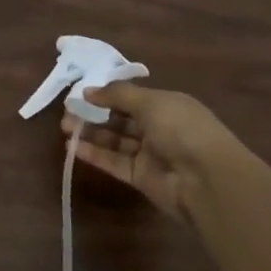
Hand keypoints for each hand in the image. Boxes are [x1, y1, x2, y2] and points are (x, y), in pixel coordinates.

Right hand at [62, 82, 242, 222]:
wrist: (205, 179)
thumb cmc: (182, 129)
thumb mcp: (151, 102)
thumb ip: (117, 95)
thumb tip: (88, 90)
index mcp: (167, 105)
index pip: (132, 98)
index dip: (107, 95)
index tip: (80, 94)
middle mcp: (158, 128)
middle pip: (120, 119)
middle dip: (94, 114)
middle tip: (67, 113)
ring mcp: (149, 154)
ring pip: (115, 141)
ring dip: (91, 134)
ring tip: (65, 128)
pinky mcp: (140, 177)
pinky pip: (113, 162)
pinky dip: (94, 155)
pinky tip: (72, 148)